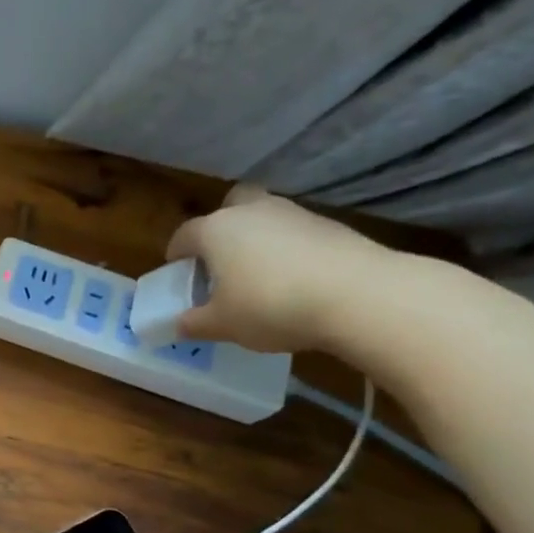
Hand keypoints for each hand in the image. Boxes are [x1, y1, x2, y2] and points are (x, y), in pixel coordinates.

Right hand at [166, 185, 400, 353]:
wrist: (357, 295)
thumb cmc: (269, 306)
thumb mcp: (221, 325)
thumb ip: (194, 323)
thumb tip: (178, 324)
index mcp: (215, 230)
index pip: (184, 235)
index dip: (176, 256)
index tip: (178, 275)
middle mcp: (251, 211)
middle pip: (229, 207)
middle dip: (221, 229)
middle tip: (220, 262)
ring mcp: (293, 214)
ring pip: (264, 218)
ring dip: (256, 240)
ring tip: (258, 278)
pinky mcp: (329, 225)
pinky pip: (294, 234)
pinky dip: (287, 251)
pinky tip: (293, 281)